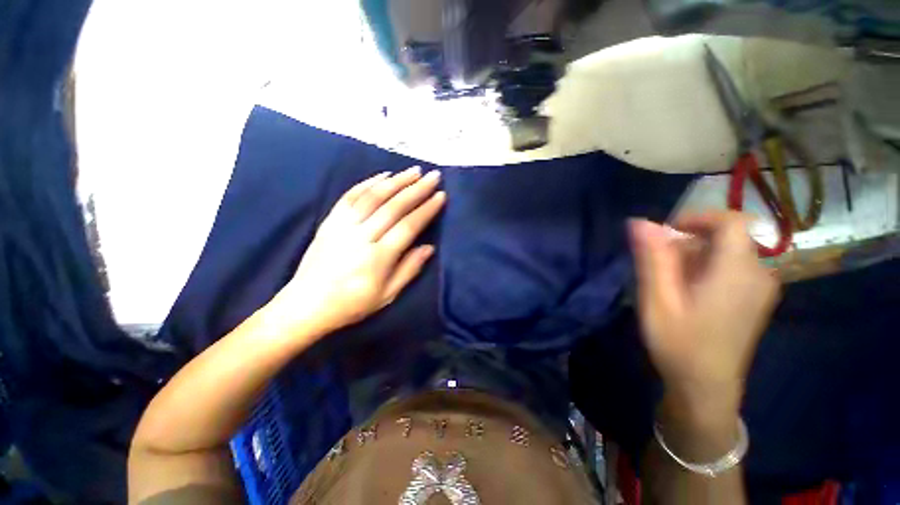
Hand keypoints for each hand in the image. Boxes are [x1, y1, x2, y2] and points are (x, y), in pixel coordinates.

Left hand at [271, 167, 445, 336]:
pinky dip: (366, 183)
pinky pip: (349, 197)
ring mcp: (343, 226)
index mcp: (378, 258)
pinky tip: (382, 175)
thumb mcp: (387, 295)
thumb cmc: (352, 304)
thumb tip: (429, 247)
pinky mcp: (330, 222)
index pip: (408, 226)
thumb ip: (409, 269)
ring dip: (396, 181)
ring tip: (414, 171)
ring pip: (373, 197)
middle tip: (433, 176)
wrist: (306, 305)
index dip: (426, 210)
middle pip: (393, 207)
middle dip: (416, 189)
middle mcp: (362, 237)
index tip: (440, 196)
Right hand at [629, 211, 779, 421]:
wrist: (706, 387)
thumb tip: (640, 222)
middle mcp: (759, 274)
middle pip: (727, 237)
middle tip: (660, 266)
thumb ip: (651, 259)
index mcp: (737, 272)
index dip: (698, 218)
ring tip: (670, 282)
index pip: (732, 221)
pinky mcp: (757, 299)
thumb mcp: (657, 299)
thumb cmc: (679, 344)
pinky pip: (734, 267)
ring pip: (729, 252)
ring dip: (696, 256)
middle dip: (689, 242)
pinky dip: (708, 267)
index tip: (667, 233)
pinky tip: (689, 291)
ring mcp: (762, 288)